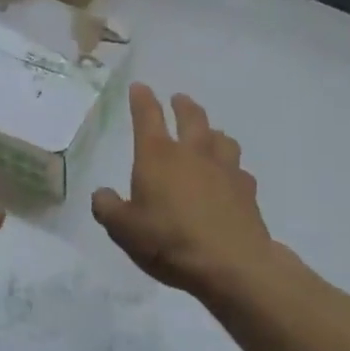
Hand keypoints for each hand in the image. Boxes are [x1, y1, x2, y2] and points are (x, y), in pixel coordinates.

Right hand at [92, 84, 274, 298]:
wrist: (231, 263)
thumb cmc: (169, 240)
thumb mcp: (124, 229)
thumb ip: (108, 208)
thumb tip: (102, 194)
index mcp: (158, 156)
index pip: (147, 117)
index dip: (142, 99)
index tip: (140, 87)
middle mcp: (192, 153)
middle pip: (191, 118)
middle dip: (183, 105)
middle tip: (179, 99)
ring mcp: (224, 169)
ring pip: (221, 138)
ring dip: (212, 132)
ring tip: (209, 134)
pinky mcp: (247, 190)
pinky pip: (239, 169)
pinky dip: (232, 167)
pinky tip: (230, 176)